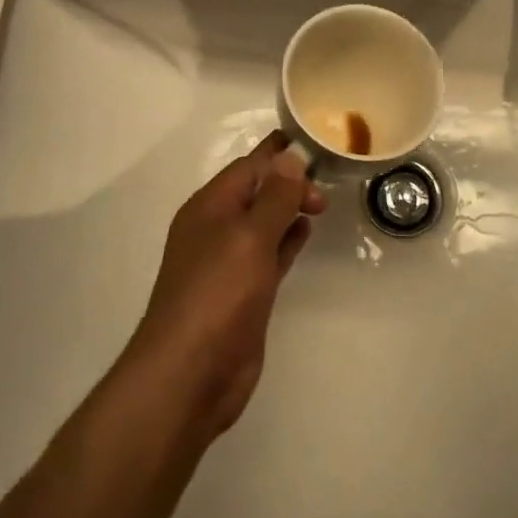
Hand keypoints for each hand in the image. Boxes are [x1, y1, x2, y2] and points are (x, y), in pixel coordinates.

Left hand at [128, 132, 325, 437]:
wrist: (190, 374)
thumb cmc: (217, 295)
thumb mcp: (249, 237)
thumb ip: (274, 197)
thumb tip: (290, 157)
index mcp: (209, 207)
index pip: (248, 167)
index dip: (279, 153)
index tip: (315, 143)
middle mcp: (216, 229)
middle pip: (256, 192)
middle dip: (288, 182)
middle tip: (327, 189)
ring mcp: (229, 263)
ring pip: (264, 223)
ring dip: (289, 209)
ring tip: (322, 202)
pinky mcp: (244, 293)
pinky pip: (269, 254)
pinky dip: (287, 240)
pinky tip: (306, 233)